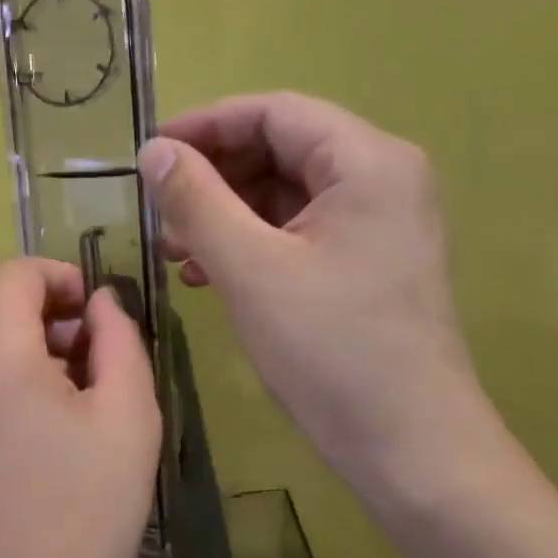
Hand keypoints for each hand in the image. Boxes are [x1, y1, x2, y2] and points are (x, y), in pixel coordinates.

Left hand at [0, 258, 161, 557]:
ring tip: (48, 383)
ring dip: (1, 332)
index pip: (15, 273)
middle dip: (30, 301)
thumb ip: (119, 339)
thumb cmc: (85, 523)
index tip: (92, 312)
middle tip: (76, 344)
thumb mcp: (130, 420)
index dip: (60, 278)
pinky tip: (10, 417)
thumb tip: (100, 303)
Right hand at [142, 92, 491, 510]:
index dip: (205, 125)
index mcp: (367, 162)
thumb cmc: (330, 351)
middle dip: (213, 176)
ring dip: (225, 213)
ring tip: (174, 250)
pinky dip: (251, 243)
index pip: (274, 112)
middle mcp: (382, 178)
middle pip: (281, 149)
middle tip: (158, 212)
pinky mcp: (369, 262)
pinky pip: (299, 231)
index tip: (149, 153)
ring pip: (286, 194)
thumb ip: (197, 200)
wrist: (409, 445)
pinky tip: (208, 273)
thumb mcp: (250, 269)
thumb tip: (154, 151)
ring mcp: (380, 223)